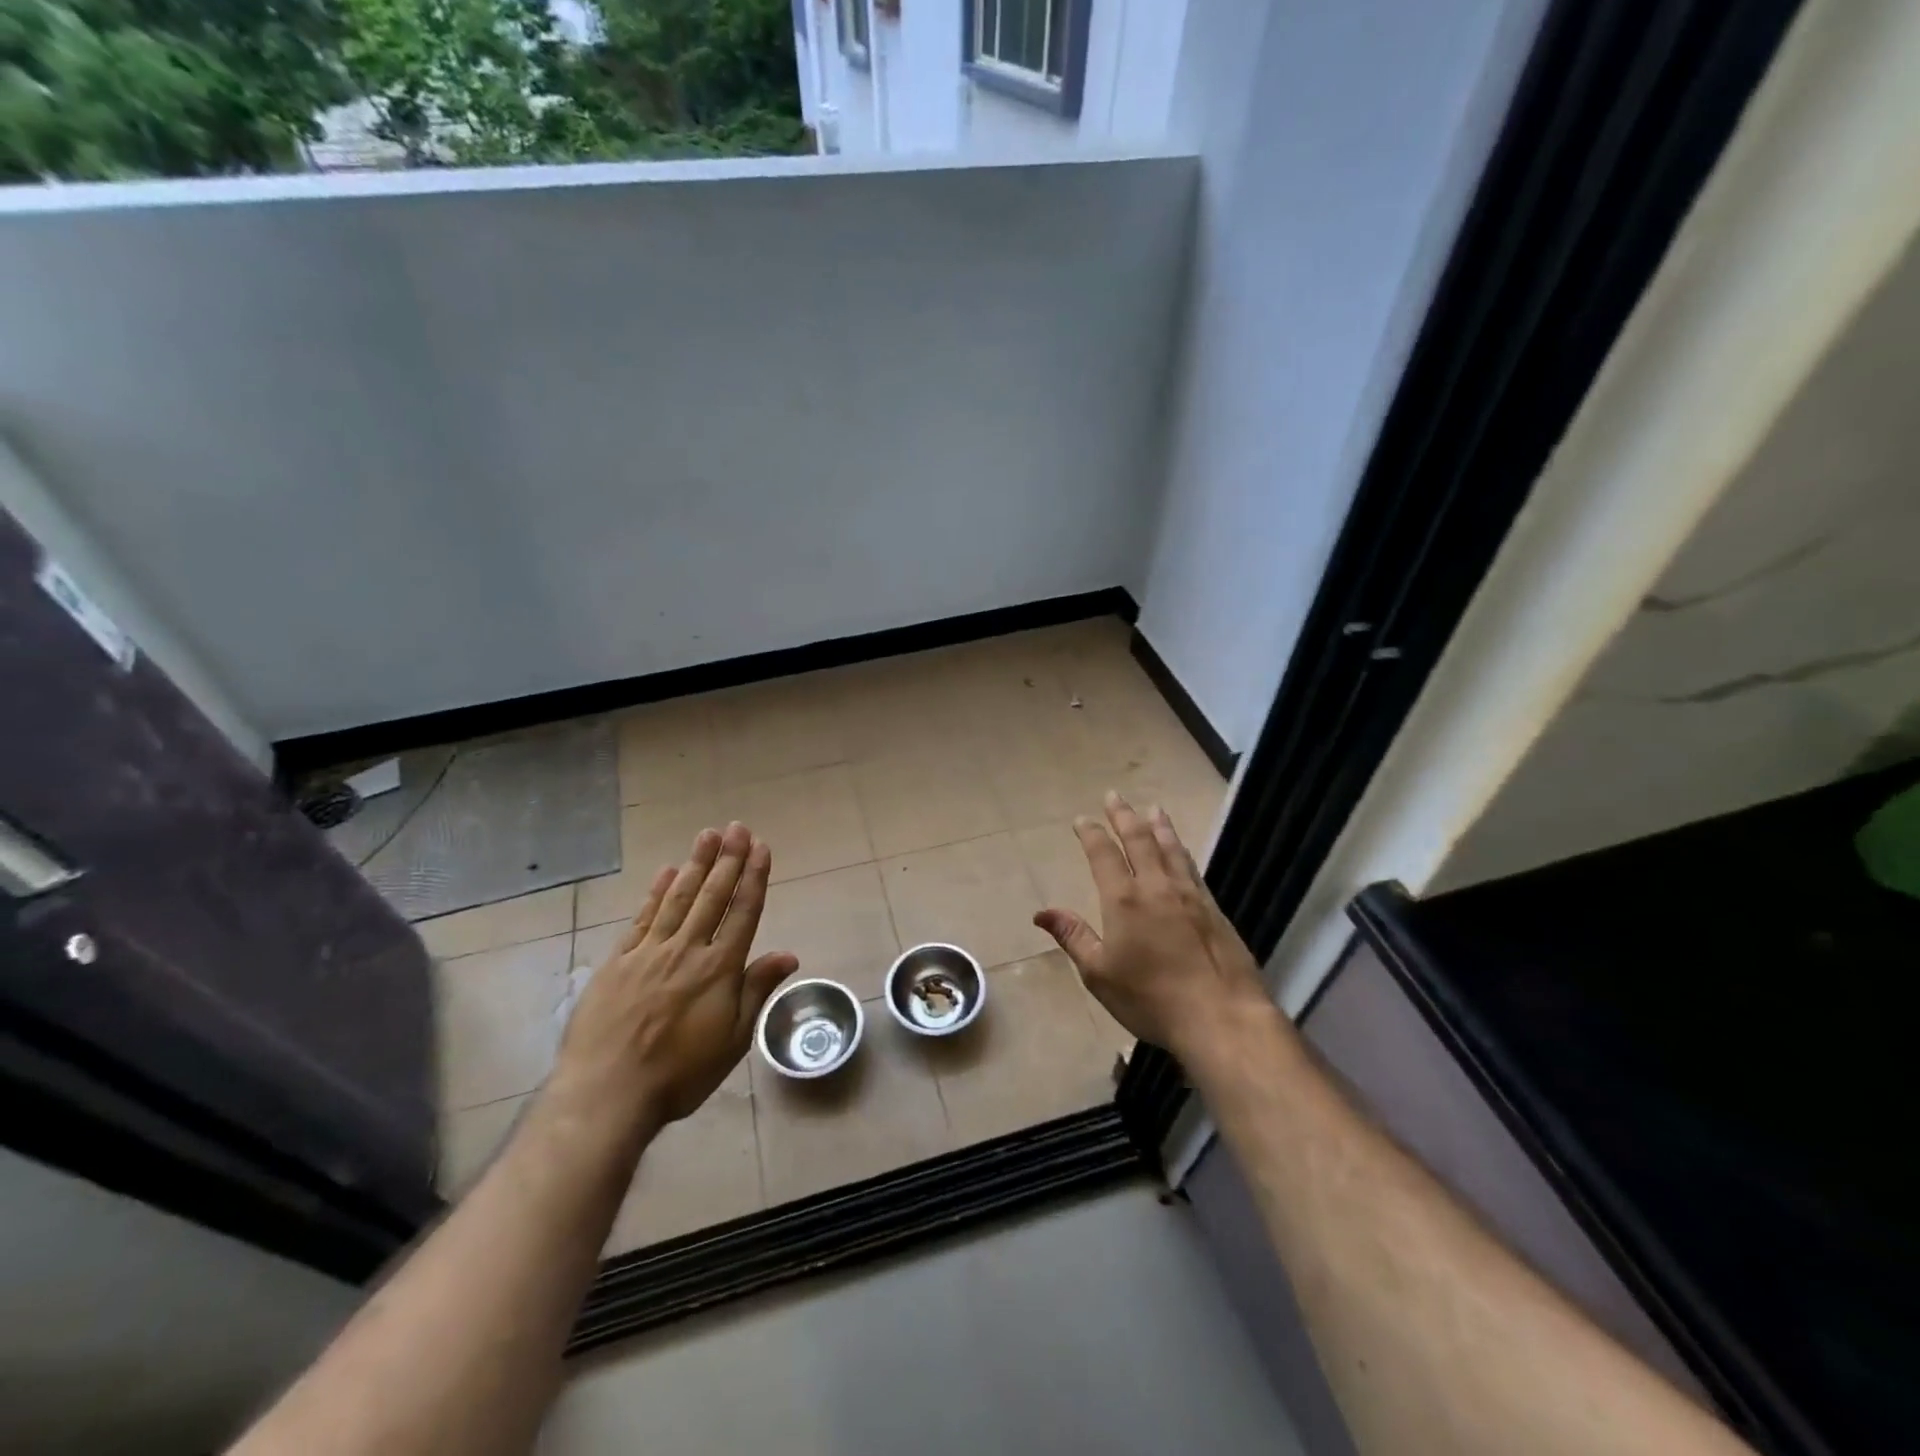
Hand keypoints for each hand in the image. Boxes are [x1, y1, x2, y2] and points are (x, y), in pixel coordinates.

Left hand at [548, 822, 797, 1132]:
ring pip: (678, 898)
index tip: (761, 847)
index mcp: (718, 968)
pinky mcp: (618, 962)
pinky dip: (655, 892)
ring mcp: (649, 952)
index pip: (742, 912)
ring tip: (707, 835)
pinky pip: (642, 918)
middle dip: (728, 859)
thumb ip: (757, 990)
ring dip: (695, 864)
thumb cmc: (679, 1074)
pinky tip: (665, 872)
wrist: (606, 1093)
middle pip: (712, 896)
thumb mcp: (733, 1040)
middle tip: (737, 827)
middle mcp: (687, 950)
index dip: (754, 878)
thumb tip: (789, 953)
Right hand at [1033, 792, 1271, 1061]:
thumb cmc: (1150, 998)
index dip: (1091, 834)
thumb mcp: (1099, 973)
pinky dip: (1181, 851)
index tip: (1082, 819)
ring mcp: (1189, 895)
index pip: (1103, 854)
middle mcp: (1156, 887)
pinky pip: (1192, 868)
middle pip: (1139, 840)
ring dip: (1159, 826)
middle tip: (1115, 796)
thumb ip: (1073, 937)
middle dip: (1124, 816)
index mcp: (1123, 900)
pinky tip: (1182, 850)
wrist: (1220, 1016)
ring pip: (1171, 848)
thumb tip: (1041, 913)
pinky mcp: (1213, 909)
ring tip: (1153, 809)